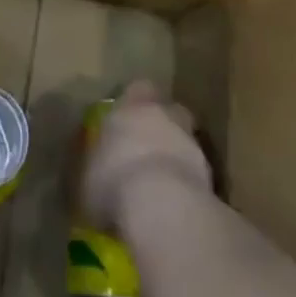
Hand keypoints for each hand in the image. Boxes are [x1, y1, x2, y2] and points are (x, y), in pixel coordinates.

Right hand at [80, 80, 212, 237]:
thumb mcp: (85, 177)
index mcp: (131, 106)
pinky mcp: (210, 174)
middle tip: (145, 151)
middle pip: (167, 111)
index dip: (133, 105)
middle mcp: (164, 115)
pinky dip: (186, 184)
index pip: (137, 89)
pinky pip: (194, 173)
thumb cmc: (113, 183)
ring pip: (184, 141)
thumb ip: (92, 165)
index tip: (125, 123)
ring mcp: (191, 142)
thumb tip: (92, 170)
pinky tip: (173, 206)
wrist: (162, 207)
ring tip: (159, 186)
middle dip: (159, 128)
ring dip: (174, 157)